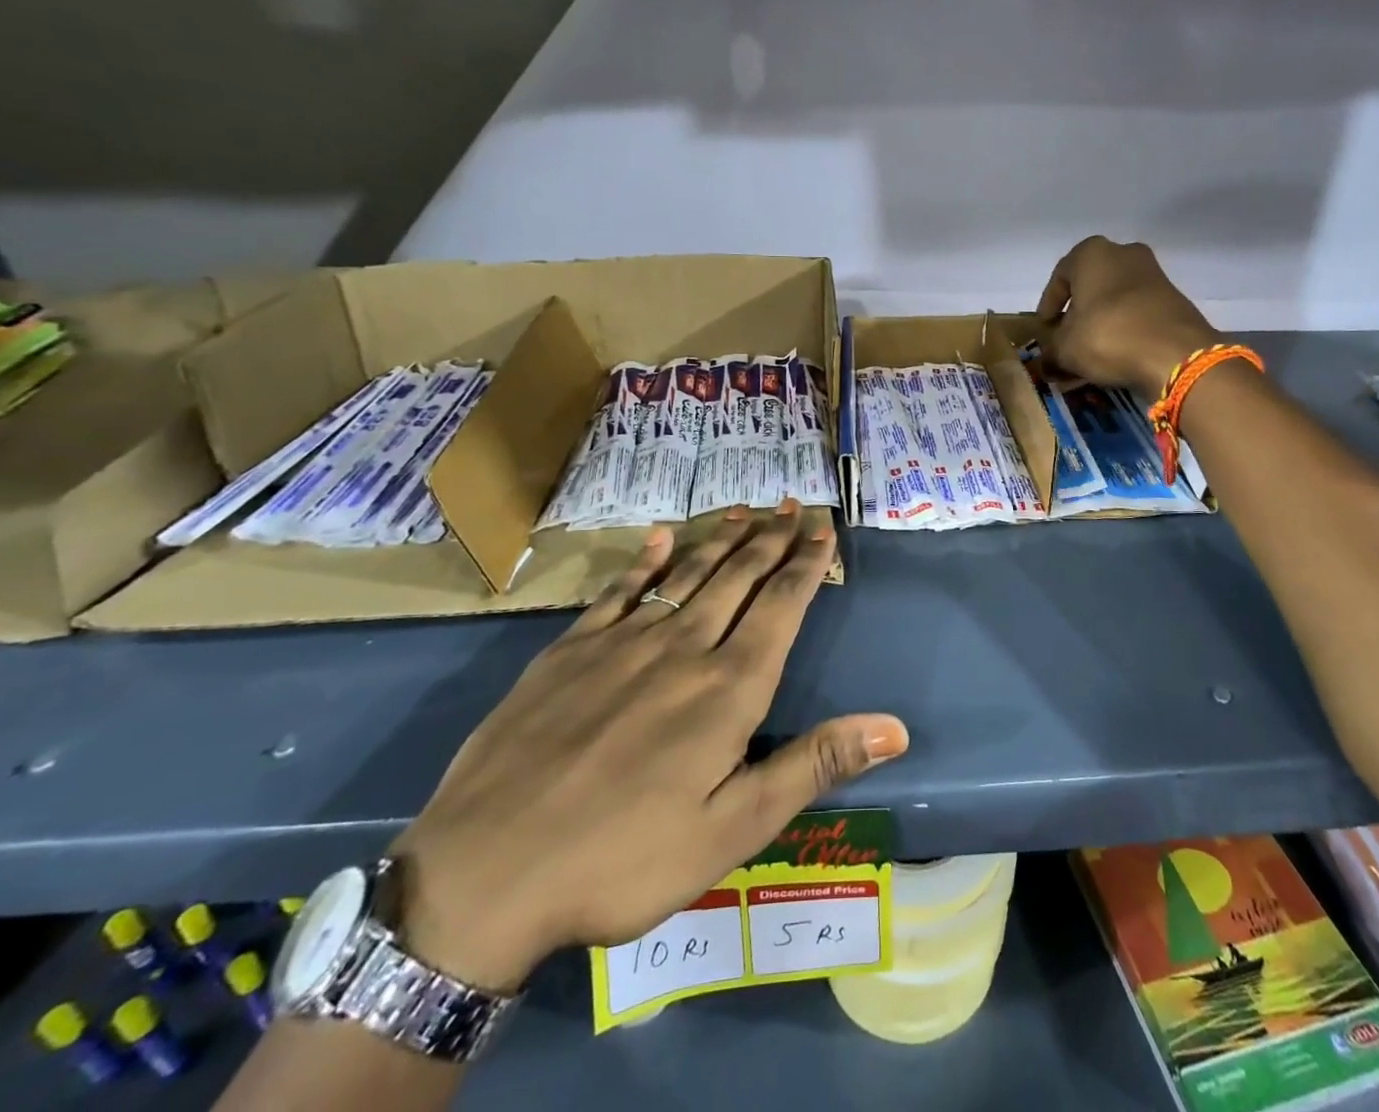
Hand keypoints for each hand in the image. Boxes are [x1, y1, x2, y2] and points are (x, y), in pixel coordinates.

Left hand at [387, 502, 908, 991]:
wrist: (484, 873)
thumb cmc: (624, 860)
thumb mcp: (733, 830)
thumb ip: (813, 765)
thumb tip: (895, 727)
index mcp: (728, 687)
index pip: (781, 606)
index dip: (806, 563)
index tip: (822, 527)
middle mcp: (683, 647)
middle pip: (737, 577)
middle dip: (770, 539)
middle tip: (789, 505)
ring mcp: (621, 642)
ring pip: (685, 573)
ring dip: (719, 539)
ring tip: (743, 511)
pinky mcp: (568, 651)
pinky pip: (618, 590)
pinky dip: (644, 560)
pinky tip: (658, 537)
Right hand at [1036, 237, 1218, 395]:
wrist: (1175, 353)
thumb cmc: (1107, 336)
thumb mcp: (1065, 349)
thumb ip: (1050, 353)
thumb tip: (1048, 364)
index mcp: (1091, 253)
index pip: (1059, 278)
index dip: (1048, 306)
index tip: (1045, 328)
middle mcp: (1123, 253)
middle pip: (1090, 285)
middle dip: (1076, 313)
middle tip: (1066, 339)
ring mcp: (1153, 273)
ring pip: (1115, 298)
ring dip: (1101, 321)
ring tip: (1091, 350)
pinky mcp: (1173, 297)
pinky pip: (1137, 310)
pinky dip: (1124, 327)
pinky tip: (1117, 352)